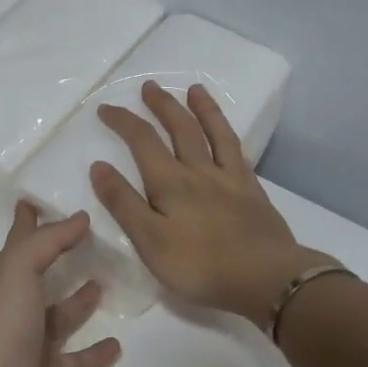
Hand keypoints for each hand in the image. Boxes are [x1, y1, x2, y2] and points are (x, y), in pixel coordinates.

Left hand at [0, 204, 122, 366]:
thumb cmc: (2, 324)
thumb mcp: (19, 268)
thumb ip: (49, 240)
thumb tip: (80, 216)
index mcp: (7, 278)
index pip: (21, 240)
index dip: (27, 218)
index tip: (38, 197)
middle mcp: (19, 305)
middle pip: (42, 274)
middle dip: (60, 257)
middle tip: (93, 240)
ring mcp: (35, 342)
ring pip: (62, 315)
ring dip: (81, 301)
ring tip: (106, 283)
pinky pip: (79, 360)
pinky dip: (96, 352)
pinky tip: (117, 344)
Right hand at [90, 81, 335, 320]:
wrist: (268, 280)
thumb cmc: (200, 266)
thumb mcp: (149, 241)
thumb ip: (123, 203)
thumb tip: (98, 165)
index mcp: (170, 183)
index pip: (142, 141)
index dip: (123, 121)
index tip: (105, 108)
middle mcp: (199, 171)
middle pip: (179, 129)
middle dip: (162, 105)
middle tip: (150, 86)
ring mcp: (229, 180)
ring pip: (214, 134)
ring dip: (201, 109)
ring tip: (194, 89)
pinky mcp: (253, 192)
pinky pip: (238, 153)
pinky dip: (228, 136)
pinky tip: (225, 132)